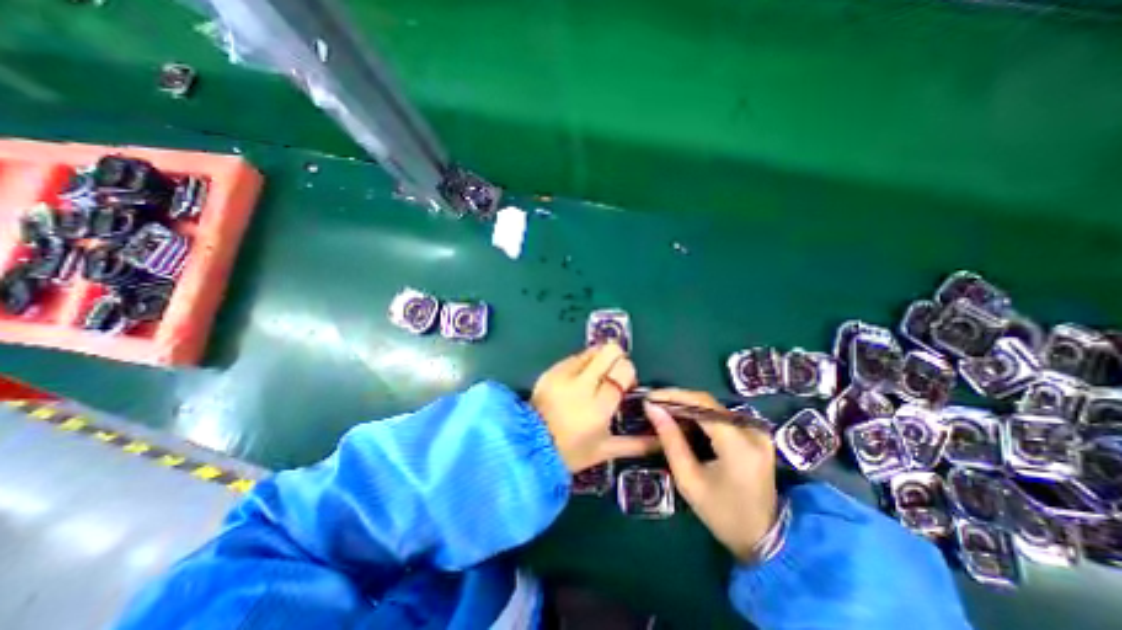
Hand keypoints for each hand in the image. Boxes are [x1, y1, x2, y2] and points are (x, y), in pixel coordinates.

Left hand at [532, 344, 659, 471]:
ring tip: (594, 378)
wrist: (531, 445)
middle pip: (610, 351)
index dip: (628, 372)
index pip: (624, 370)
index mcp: (600, 406)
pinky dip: (582, 363)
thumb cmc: (571, 451)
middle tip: (611, 376)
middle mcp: (583, 384)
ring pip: (592, 350)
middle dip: (617, 358)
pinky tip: (577, 380)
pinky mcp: (552, 370)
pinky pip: (575, 356)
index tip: (624, 384)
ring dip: (599, 360)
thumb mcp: (606, 450)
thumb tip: (661, 440)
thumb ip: (637, 444)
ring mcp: (565, 374)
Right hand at [645, 389, 776, 559]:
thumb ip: (670, 440)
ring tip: (664, 410)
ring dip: (688, 406)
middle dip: (678, 400)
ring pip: (714, 408)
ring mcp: (758, 432)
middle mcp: (752, 431)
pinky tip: (684, 420)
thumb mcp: (689, 479)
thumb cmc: (722, 514)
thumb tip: (652, 408)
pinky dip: (701, 416)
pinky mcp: (757, 435)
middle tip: (654, 404)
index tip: (650, 397)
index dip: (673, 396)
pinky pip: (722, 417)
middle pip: (708, 403)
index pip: (702, 404)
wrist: (764, 539)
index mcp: (738, 444)